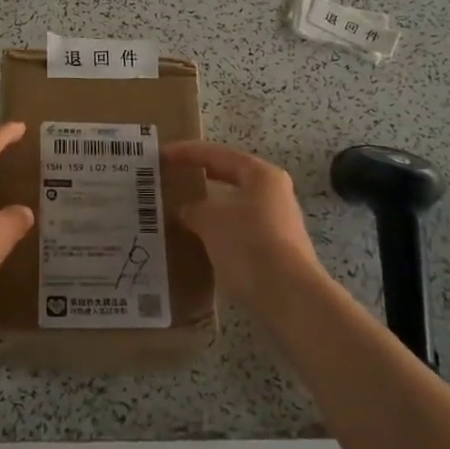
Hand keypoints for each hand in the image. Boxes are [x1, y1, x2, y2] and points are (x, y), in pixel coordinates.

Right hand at [162, 141, 326, 302]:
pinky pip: (238, 231)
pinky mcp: (275, 250)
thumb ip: (193, 209)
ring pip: (235, 207)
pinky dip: (218, 231)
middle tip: (172, 178)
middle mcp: (274, 194)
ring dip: (209, 208)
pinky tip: (200, 242)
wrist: (288, 296)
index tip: (161, 155)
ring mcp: (278, 223)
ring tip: (180, 212)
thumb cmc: (249, 244)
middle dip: (200, 178)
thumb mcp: (210, 220)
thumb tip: (186, 210)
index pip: (218, 155)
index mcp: (262, 175)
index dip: (187, 152)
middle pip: (231, 177)